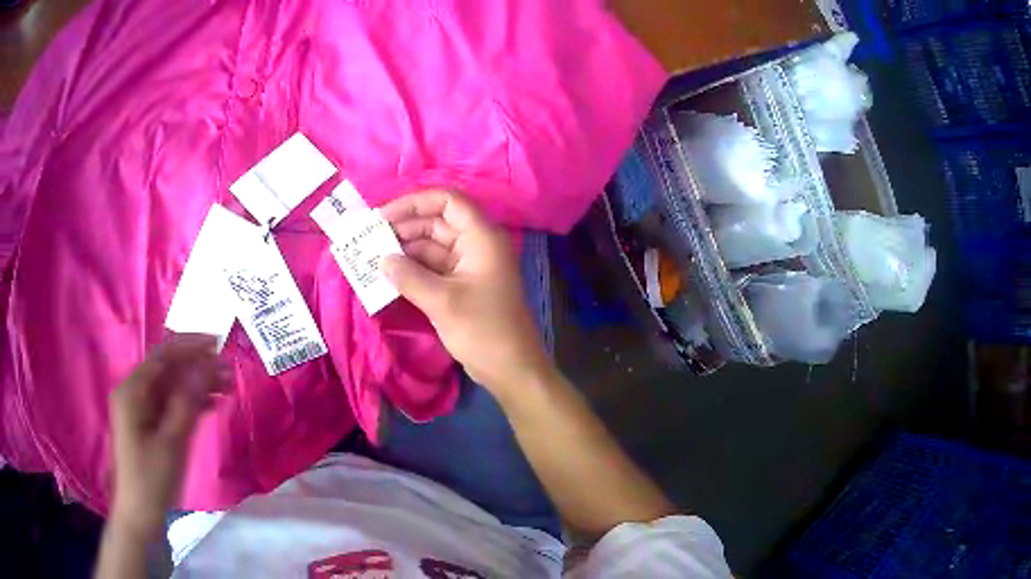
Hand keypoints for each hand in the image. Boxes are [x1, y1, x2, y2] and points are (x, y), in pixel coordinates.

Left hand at [109, 334, 227, 534]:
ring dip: (197, 385)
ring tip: (227, 386)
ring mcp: (141, 410)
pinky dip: (191, 403)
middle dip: (198, 367)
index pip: (162, 357)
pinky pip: (171, 405)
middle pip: (168, 370)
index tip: (218, 344)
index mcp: (132, 391)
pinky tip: (211, 404)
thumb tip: (206, 365)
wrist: (141, 517)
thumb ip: (187, 401)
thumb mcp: (172, 441)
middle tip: (229, 371)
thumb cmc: (153, 480)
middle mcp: (134, 393)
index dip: (190, 346)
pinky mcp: (149, 425)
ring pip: (172, 387)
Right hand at [380, 190, 550, 395]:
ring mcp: (470, 265)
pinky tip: (389, 275)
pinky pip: (434, 267)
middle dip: (404, 227)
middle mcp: (476, 244)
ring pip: (433, 246)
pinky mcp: (463, 285)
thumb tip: (382, 260)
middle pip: (437, 222)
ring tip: (372, 257)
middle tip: (369, 239)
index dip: (413, 203)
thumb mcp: (442, 301)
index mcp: (481, 237)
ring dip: (405, 250)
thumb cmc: (482, 330)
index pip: (447, 201)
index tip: (382, 216)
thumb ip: (408, 276)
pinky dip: (414, 269)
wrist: (511, 368)